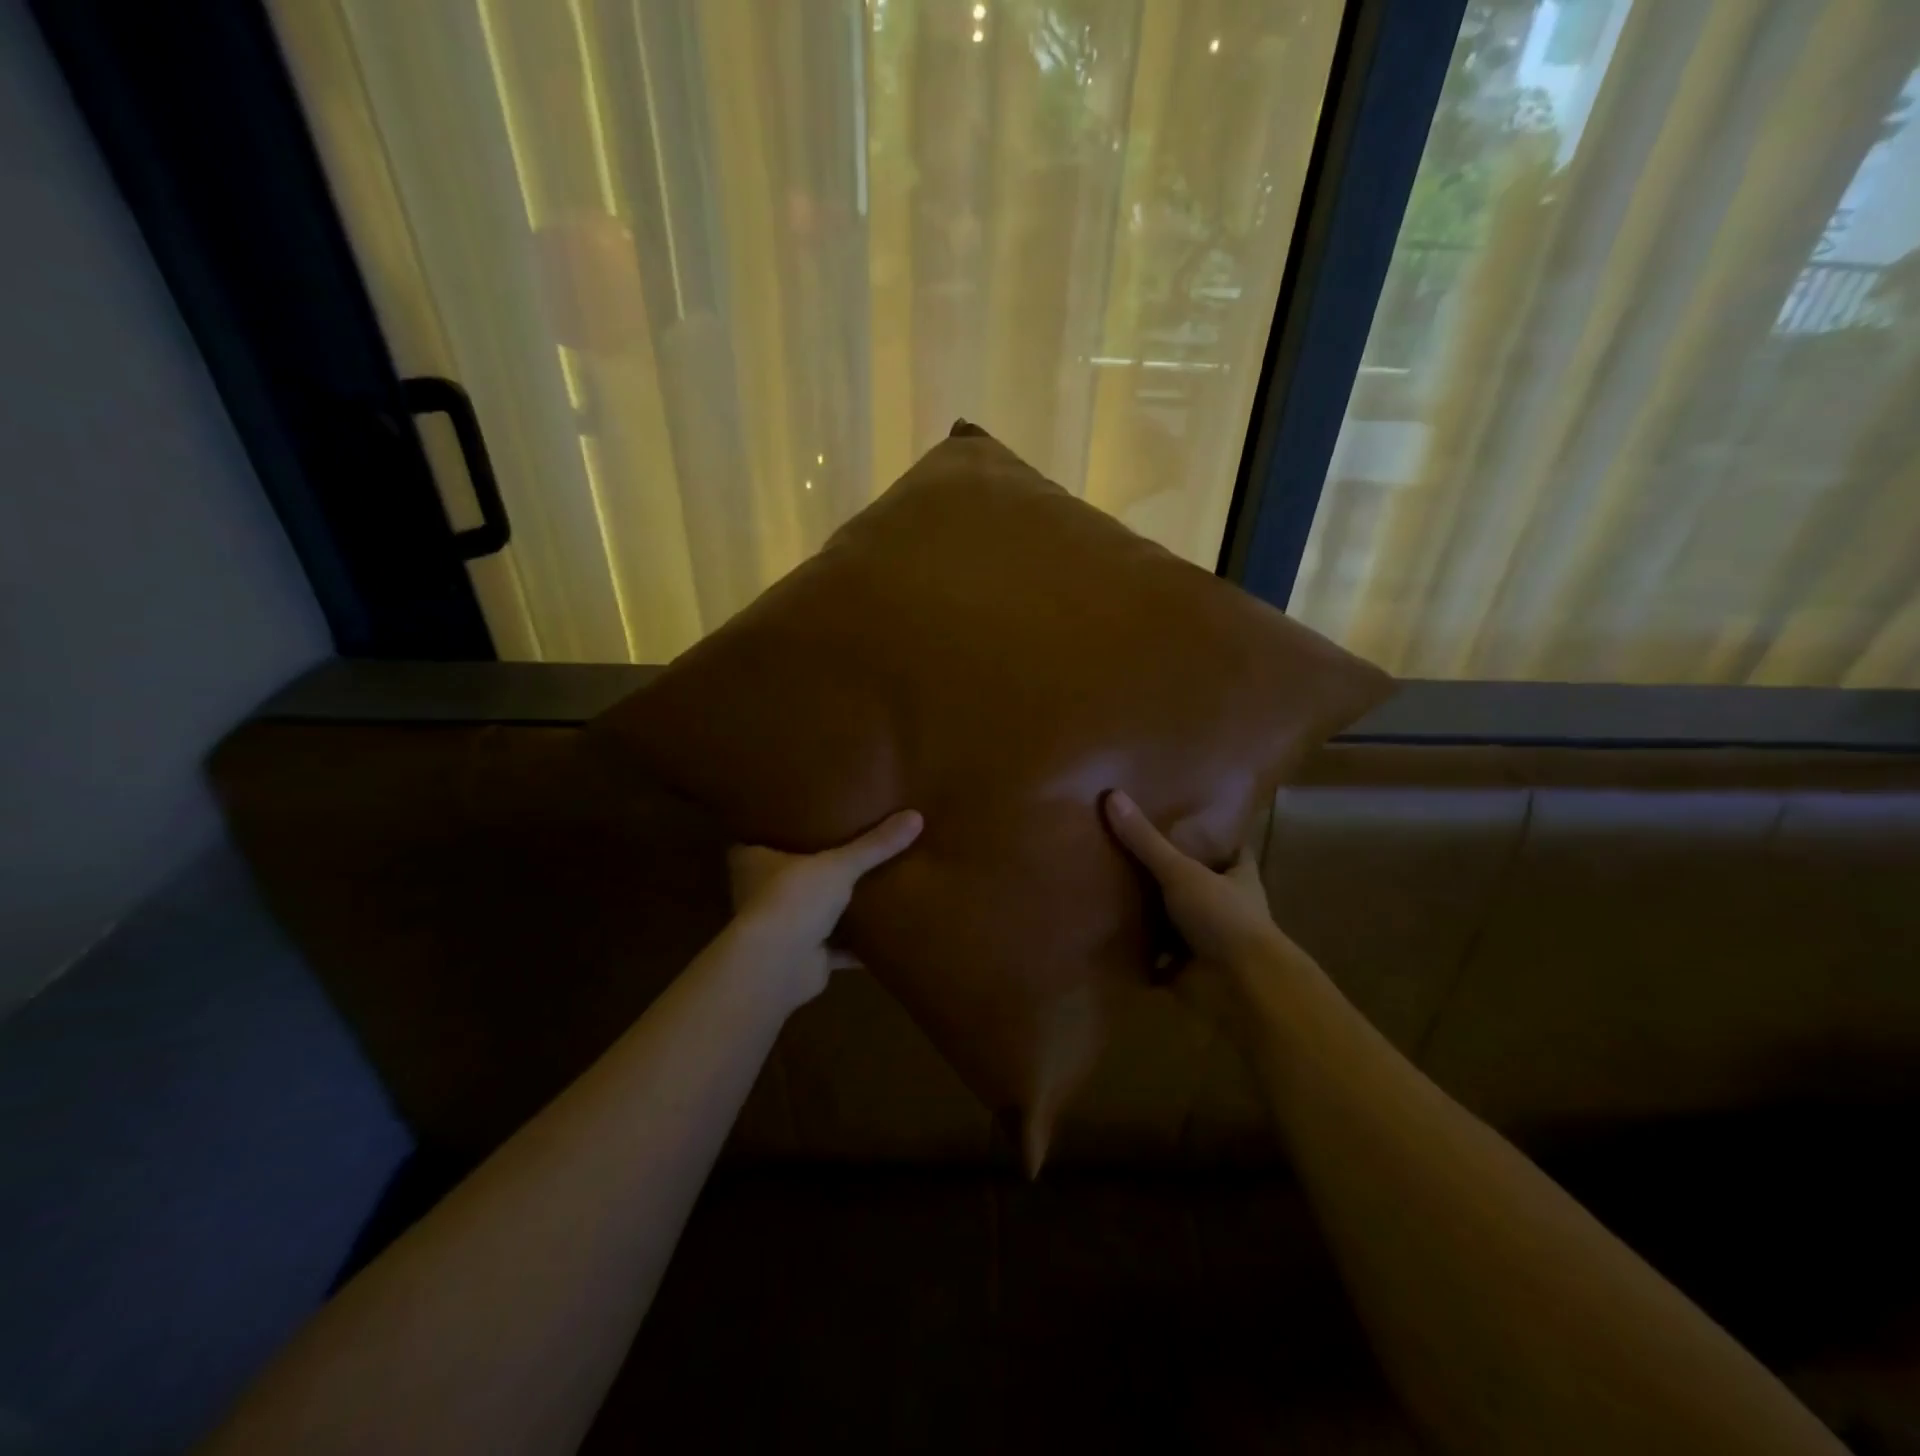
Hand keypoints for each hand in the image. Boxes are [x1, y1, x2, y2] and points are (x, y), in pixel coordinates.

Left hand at [726, 810, 922, 1006]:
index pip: (763, 838)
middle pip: (791, 875)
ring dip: (838, 907)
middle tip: (849, 844)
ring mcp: (783, 928)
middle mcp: (762, 893)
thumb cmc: (793, 899)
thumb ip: (874, 845)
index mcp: (754, 862)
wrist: (778, 966)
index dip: (783, 827)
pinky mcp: (805, 958)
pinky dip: (858, 945)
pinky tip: (885, 933)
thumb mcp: (838, 864)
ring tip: (873, 883)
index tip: (809, 815)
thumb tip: (916, 816)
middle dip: (817, 867)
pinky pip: (837, 947)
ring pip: (814, 911)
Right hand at [1103, 790, 1292, 1021]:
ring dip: (1153, 914)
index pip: (1231, 849)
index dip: (1215, 836)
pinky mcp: (1188, 971)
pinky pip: (1157, 957)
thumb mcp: (1181, 872)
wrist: (1240, 987)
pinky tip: (1110, 935)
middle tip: (1132, 848)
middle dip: (1173, 874)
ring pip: (1176, 920)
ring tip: (1113, 887)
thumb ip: (1147, 841)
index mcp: (1238, 879)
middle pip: (1199, 883)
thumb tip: (1113, 795)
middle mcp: (1227, 908)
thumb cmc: (1223, 918)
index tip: (1188, 820)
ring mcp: (1208, 942)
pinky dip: (1139, 952)